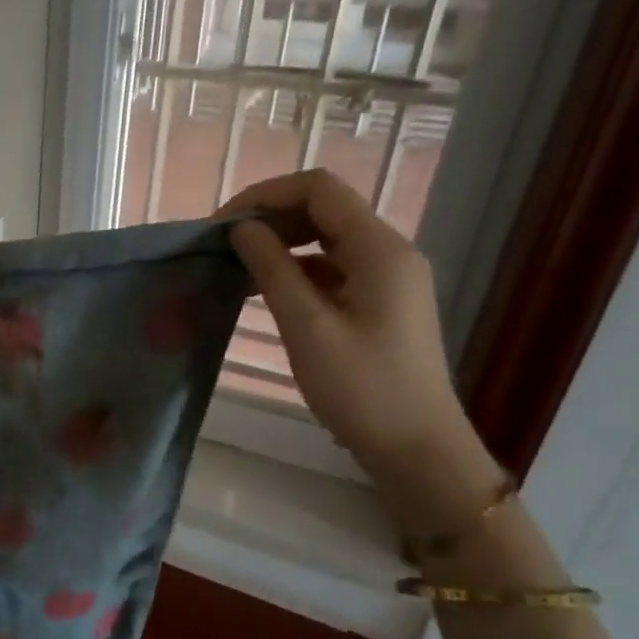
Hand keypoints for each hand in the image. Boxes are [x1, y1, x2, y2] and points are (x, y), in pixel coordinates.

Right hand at [219, 170, 499, 518]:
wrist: (416, 449)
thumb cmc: (361, 389)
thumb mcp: (308, 327)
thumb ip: (273, 269)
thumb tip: (242, 228)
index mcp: (379, 249)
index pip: (319, 189)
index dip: (266, 194)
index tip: (221, 225)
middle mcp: (389, 252)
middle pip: (324, 209)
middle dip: (270, 217)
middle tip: (223, 245)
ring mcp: (387, 278)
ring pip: (326, 239)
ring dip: (281, 244)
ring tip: (236, 266)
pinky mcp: (379, 303)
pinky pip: (333, 269)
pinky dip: (297, 270)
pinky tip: (266, 291)